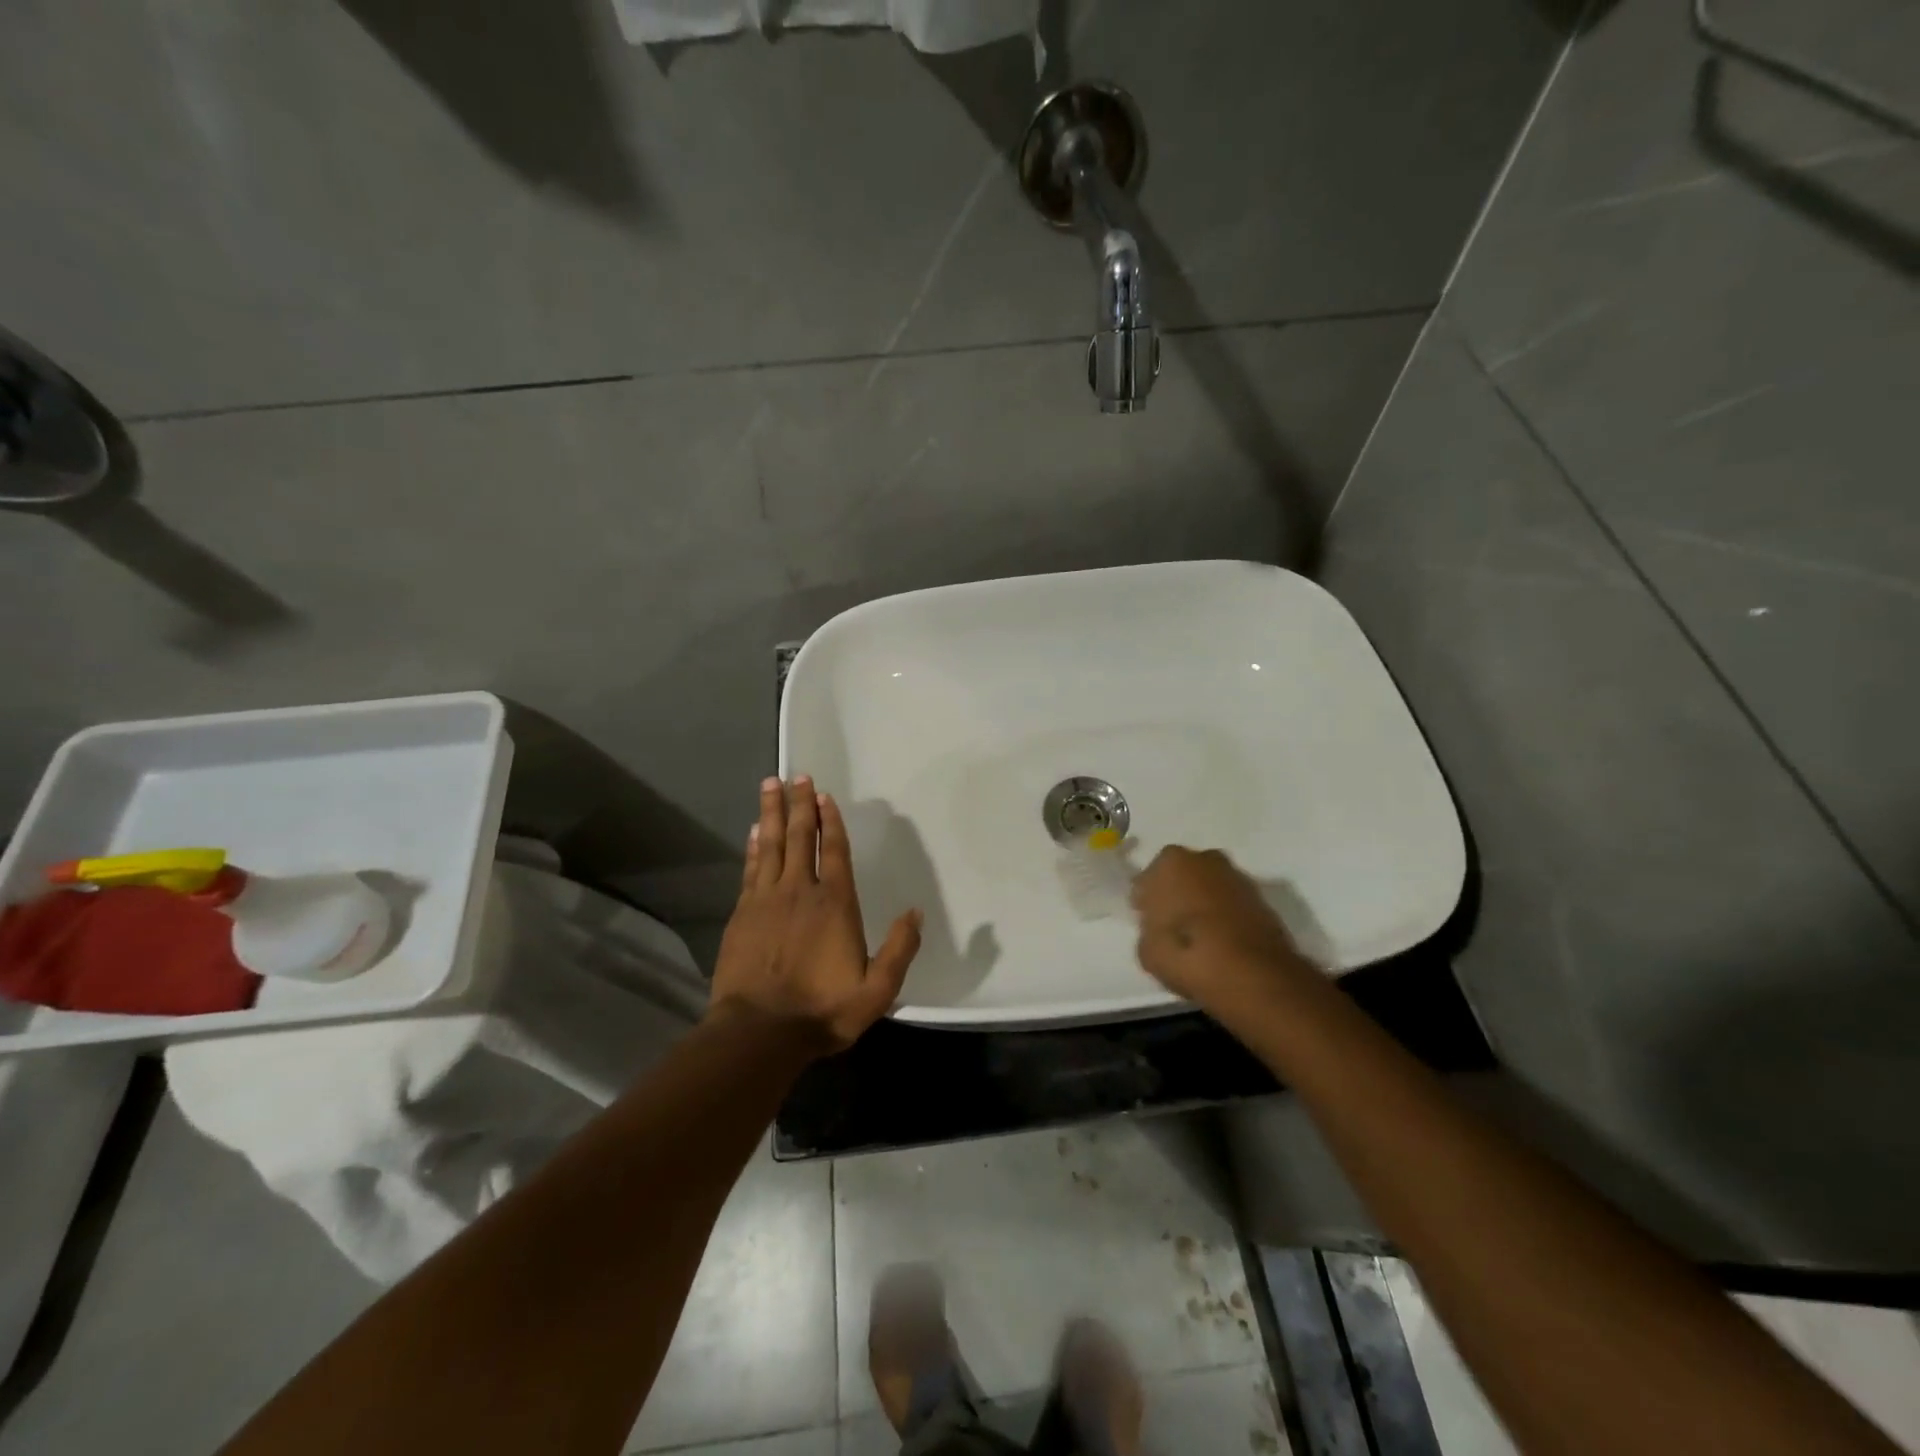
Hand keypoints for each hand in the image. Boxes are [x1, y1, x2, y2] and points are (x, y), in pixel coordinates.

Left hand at [710, 776, 922, 1053]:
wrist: (759, 1032)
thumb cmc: (822, 1010)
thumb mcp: (877, 990)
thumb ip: (900, 949)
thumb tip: (915, 912)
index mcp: (835, 904)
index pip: (834, 851)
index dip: (830, 821)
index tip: (824, 795)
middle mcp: (800, 891)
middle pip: (800, 837)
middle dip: (800, 804)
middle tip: (796, 775)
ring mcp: (766, 899)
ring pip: (771, 844)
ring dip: (772, 813)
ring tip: (770, 784)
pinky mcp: (742, 913)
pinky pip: (751, 868)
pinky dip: (754, 846)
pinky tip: (754, 830)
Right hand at [1132, 846, 1313, 1018]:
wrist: (1253, 976)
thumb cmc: (1187, 955)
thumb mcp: (1147, 950)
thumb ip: (1149, 928)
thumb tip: (1159, 927)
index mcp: (1170, 862)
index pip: (1147, 879)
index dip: (1146, 901)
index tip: (1147, 920)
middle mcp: (1205, 859)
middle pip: (1183, 874)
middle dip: (1177, 893)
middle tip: (1172, 924)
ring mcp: (1237, 877)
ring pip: (1210, 886)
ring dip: (1203, 902)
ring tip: (1200, 936)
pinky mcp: (1263, 899)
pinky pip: (1232, 903)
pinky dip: (1226, 915)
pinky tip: (1222, 940)